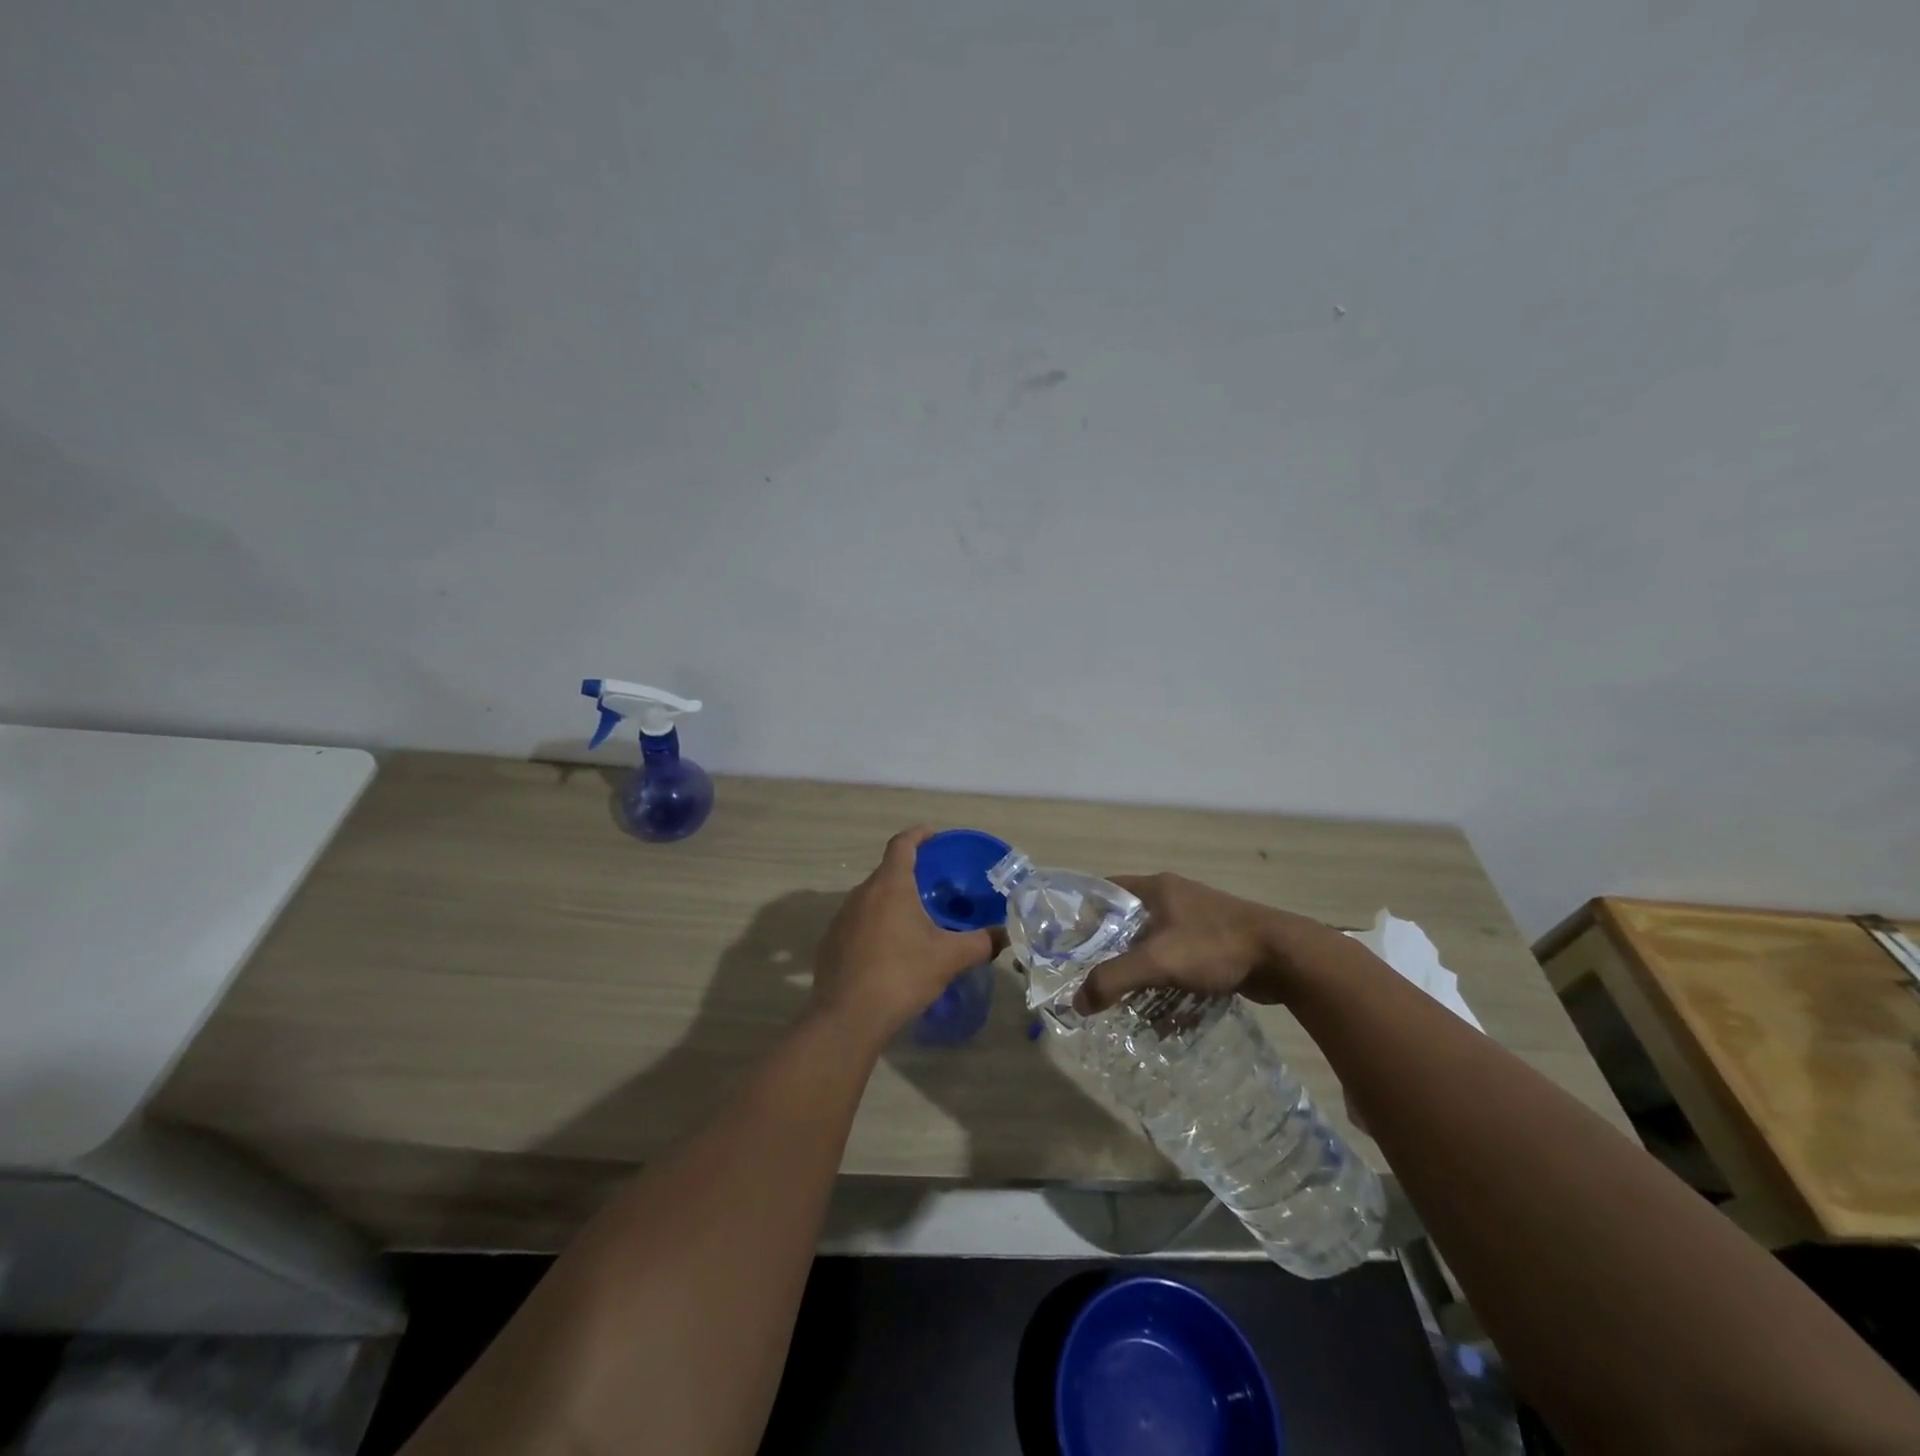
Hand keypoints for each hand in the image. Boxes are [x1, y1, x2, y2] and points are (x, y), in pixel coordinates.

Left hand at [811, 827, 998, 1044]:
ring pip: (871, 899)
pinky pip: (858, 923)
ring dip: (892, 902)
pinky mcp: (830, 943)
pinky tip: (890, 951)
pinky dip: (876, 926)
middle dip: (911, 874)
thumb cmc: (901, 976)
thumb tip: (1004, 934)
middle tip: (936, 888)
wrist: (847, 1018)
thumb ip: (981, 942)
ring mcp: (841, 918)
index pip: (902, 844)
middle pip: (887, 872)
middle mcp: (861, 894)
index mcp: (890, 886)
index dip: (919, 835)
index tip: (935, 837)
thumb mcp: (949, 958)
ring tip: (916, 920)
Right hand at [1074, 873, 1314, 1012]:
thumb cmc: (1214, 946)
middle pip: (1128, 923)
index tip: (1069, 944)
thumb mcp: (1157, 961)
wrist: (1285, 957)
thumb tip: (1077, 1002)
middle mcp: (1173, 898)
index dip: (1084, 914)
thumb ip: (1113, 979)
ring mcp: (1197, 920)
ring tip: (1126, 1002)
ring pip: (1155, 945)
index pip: (1105, 891)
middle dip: (1112, 953)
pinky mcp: (1216, 944)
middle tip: (1094, 980)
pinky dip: (1169, 983)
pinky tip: (1166, 1011)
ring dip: (1142, 972)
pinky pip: (1180, 962)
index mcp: (1155, 888)